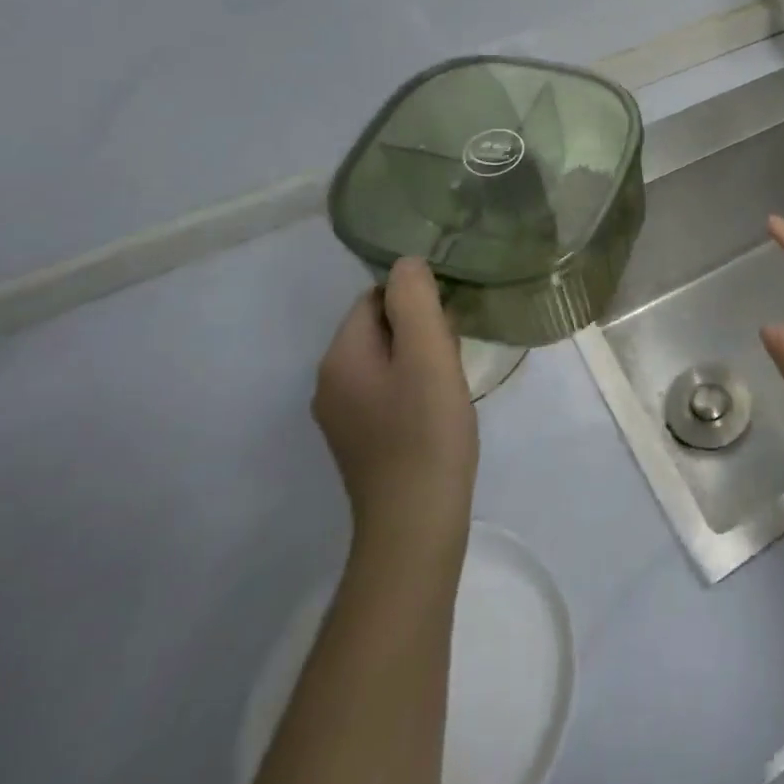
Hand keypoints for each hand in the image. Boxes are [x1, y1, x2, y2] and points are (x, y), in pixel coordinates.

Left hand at [314, 257, 478, 563]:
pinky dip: (414, 387)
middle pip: (378, 329)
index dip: (415, 301)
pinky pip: (386, 391)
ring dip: (420, 358)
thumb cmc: (426, 429)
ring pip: (385, 361)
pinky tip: (438, 408)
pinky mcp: (360, 439)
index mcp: (339, 357)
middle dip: (419, 329)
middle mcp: (329, 382)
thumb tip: (407, 263)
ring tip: (451, 381)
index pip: (373, 299)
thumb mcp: (428, 353)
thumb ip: (415, 300)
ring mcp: (342, 415)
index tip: (448, 325)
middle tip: (454, 354)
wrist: (415, 520)